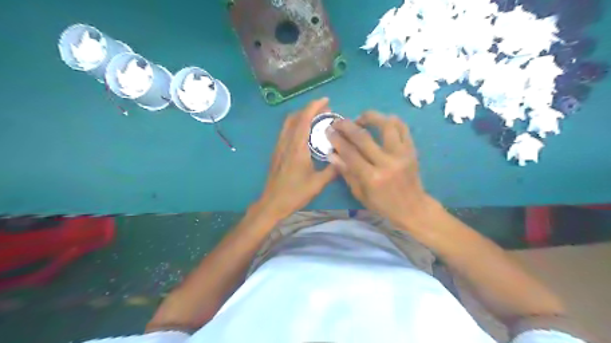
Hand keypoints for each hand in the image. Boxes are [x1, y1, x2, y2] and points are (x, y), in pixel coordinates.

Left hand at [255, 98, 336, 220]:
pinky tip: (306, 133)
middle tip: (325, 111)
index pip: (304, 120)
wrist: (272, 203)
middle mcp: (286, 143)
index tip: (326, 100)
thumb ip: (332, 170)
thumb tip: (345, 159)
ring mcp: (279, 146)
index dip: (314, 107)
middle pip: (295, 117)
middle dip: (309, 109)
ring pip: (288, 123)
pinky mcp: (277, 152)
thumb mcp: (317, 184)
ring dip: (302, 116)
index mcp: (297, 148)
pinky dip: (296, 125)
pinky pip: (286, 131)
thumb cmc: (295, 194)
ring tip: (316, 119)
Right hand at [326, 110, 431, 226]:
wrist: (413, 208)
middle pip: (363, 137)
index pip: (350, 153)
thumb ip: (346, 172)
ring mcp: (402, 154)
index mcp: (372, 178)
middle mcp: (387, 163)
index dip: (337, 140)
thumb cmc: (383, 205)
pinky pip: (403, 128)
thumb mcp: (360, 194)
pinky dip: (391, 120)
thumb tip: (332, 154)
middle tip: (338, 122)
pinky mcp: (412, 150)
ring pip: (387, 125)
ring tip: (360, 118)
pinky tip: (381, 121)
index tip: (328, 131)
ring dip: (371, 117)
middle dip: (347, 126)